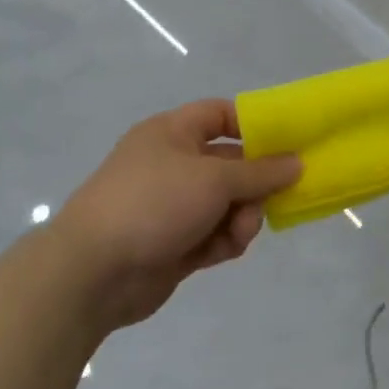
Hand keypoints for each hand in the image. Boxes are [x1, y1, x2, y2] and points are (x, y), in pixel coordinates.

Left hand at [50, 100, 300, 327]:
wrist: (92, 273)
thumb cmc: (154, 204)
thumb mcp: (214, 179)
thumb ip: (260, 172)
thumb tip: (297, 163)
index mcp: (173, 133)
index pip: (221, 115)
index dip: (255, 124)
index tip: (288, 141)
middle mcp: (173, 164)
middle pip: (232, 164)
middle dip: (256, 182)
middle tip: (279, 196)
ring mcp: (173, 206)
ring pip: (228, 202)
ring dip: (243, 216)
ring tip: (242, 230)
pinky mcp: (175, 243)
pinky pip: (215, 233)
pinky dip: (226, 239)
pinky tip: (227, 248)